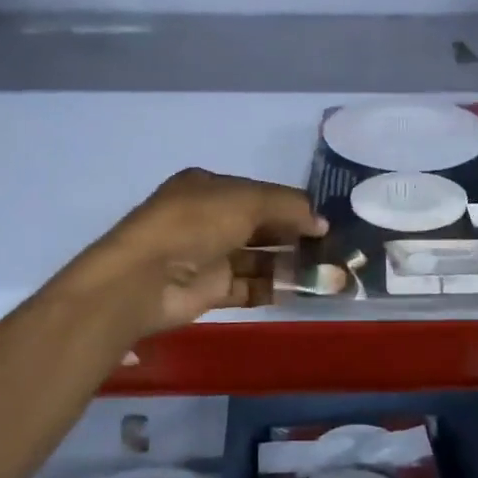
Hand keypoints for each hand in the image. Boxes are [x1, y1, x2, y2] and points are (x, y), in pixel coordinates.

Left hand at [54, 168, 326, 339]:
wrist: (145, 278)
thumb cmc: (196, 223)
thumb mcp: (247, 201)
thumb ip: (288, 206)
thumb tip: (321, 221)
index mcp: (209, 187)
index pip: (259, 193)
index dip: (291, 205)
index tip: (324, 219)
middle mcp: (208, 218)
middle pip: (260, 225)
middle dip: (294, 235)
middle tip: (333, 247)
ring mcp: (208, 255)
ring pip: (257, 258)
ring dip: (289, 263)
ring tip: (327, 271)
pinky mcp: (209, 290)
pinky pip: (249, 286)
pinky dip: (274, 287)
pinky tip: (303, 290)